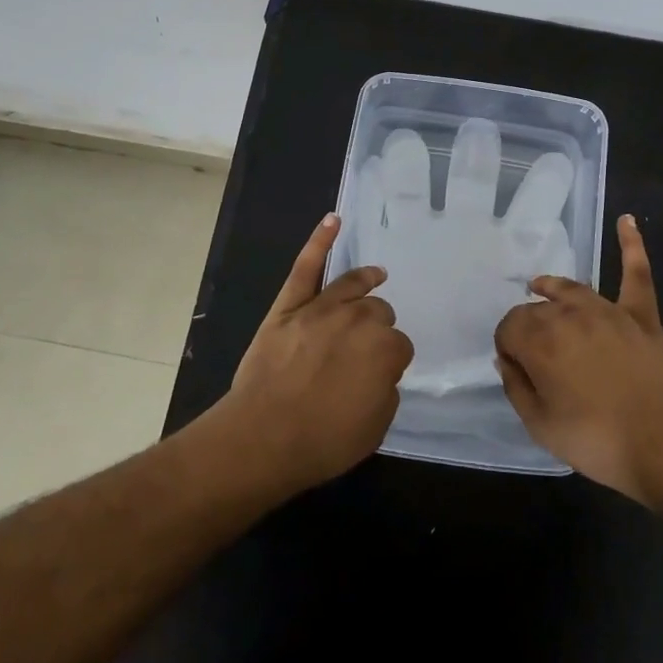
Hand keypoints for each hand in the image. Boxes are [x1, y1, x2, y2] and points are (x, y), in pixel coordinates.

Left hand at [219, 213, 413, 492]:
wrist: (263, 437)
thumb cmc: (323, 440)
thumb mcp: (375, 428)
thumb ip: (386, 390)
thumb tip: (380, 372)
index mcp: (385, 349)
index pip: (400, 346)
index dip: (390, 362)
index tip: (379, 376)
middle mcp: (359, 319)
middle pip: (378, 311)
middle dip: (377, 328)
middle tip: (363, 350)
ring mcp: (321, 307)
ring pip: (353, 286)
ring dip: (367, 281)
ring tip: (376, 276)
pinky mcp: (290, 305)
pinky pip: (306, 266)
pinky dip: (319, 241)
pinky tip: (333, 221)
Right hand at [494, 215, 662, 504]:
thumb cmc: (597, 441)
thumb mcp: (540, 426)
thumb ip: (516, 388)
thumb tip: (507, 360)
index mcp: (540, 340)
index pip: (509, 328)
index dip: (508, 348)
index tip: (515, 369)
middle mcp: (569, 314)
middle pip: (537, 310)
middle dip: (529, 327)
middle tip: (536, 358)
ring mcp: (608, 311)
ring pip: (571, 290)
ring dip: (552, 289)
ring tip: (540, 287)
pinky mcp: (641, 316)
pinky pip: (636, 274)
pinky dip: (632, 245)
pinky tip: (627, 220)